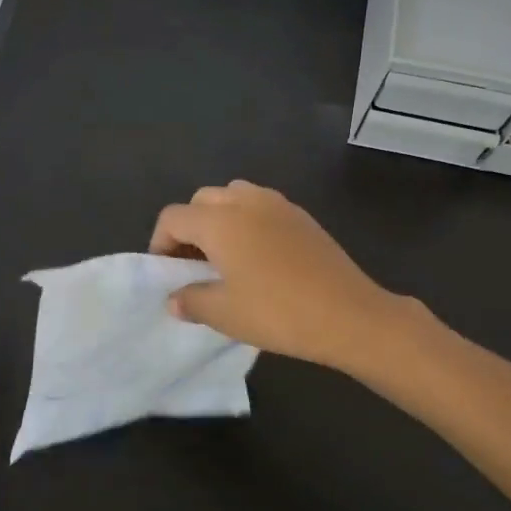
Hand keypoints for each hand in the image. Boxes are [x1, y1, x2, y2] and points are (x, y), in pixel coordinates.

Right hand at [148, 181, 406, 374]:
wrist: (349, 314)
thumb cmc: (278, 312)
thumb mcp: (224, 314)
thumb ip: (191, 300)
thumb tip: (174, 297)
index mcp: (219, 220)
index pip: (174, 218)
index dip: (161, 243)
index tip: (167, 273)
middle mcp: (245, 201)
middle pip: (202, 200)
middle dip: (189, 227)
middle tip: (192, 264)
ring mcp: (277, 204)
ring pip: (233, 196)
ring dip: (219, 219)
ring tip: (225, 256)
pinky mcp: (301, 216)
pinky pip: (261, 206)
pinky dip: (247, 221)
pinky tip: (258, 257)